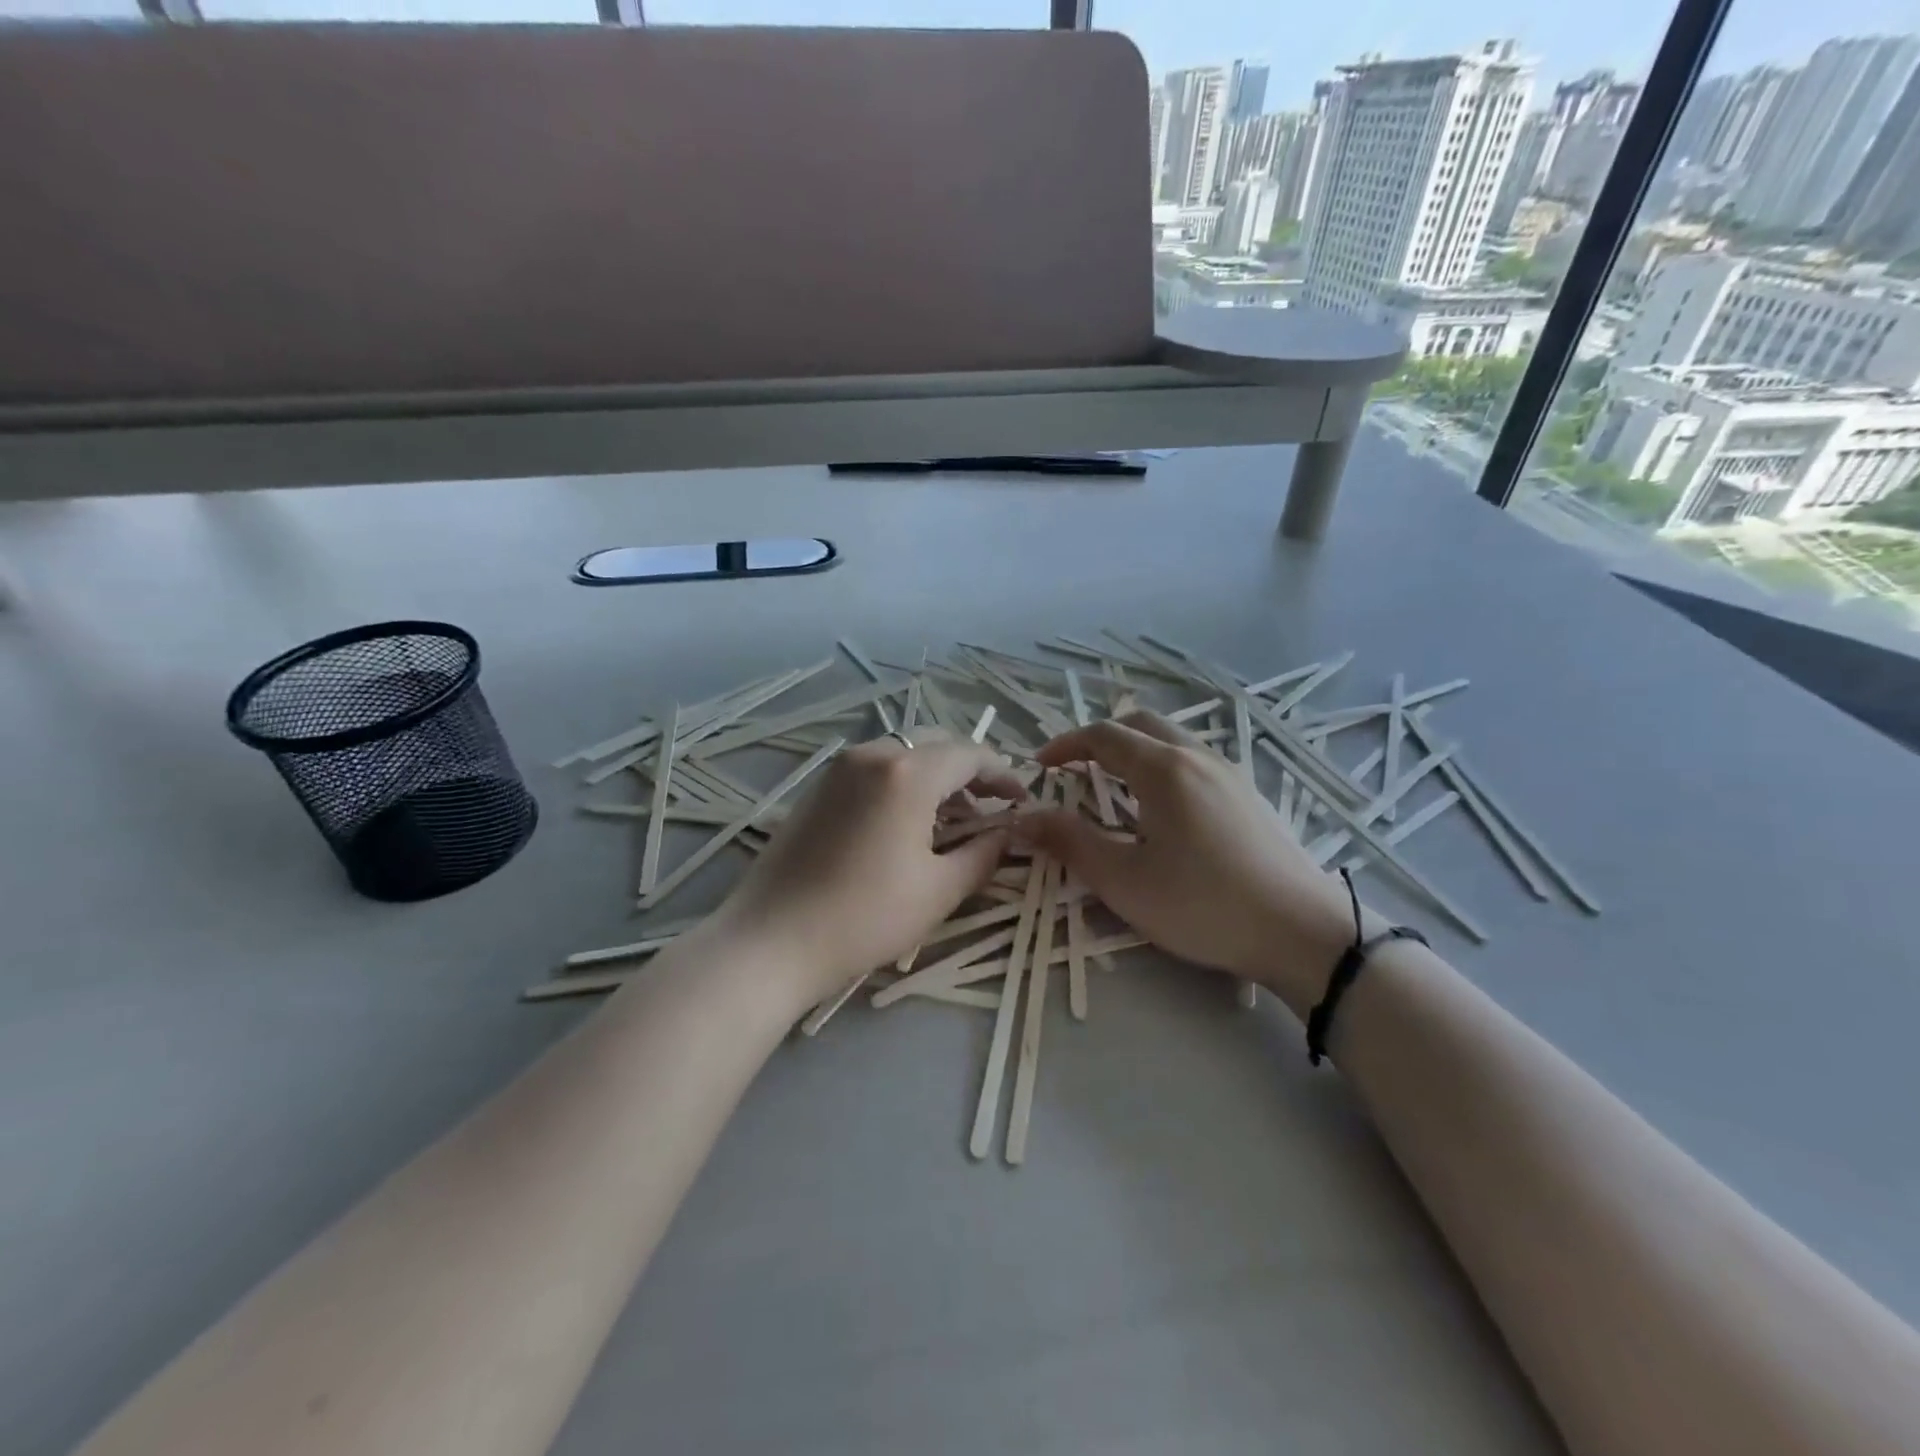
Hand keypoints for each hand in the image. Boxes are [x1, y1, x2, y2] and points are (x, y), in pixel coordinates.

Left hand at [710, 732, 1026, 1007]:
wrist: (771, 940)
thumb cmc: (864, 917)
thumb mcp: (938, 890)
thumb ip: (983, 854)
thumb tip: (1008, 834)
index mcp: (907, 773)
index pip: (970, 754)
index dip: (1003, 774)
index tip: (1021, 801)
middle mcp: (873, 754)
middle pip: (936, 745)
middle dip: (969, 772)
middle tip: (990, 809)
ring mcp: (840, 767)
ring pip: (904, 754)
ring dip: (935, 777)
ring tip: (952, 820)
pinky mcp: (818, 786)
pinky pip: (875, 769)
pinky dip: (902, 783)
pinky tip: (906, 823)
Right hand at [1023, 711, 1361, 1007]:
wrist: (1304, 932)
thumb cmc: (1203, 905)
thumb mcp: (1124, 880)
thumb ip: (1070, 843)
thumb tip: (1022, 817)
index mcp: (1163, 769)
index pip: (1103, 735)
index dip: (1066, 745)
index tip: (1040, 767)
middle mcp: (1198, 757)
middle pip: (1140, 724)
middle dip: (1099, 739)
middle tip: (1074, 769)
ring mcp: (1230, 773)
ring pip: (1171, 740)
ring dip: (1134, 750)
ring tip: (1113, 788)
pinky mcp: (1249, 795)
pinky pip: (1195, 761)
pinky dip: (1162, 766)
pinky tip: (1162, 810)